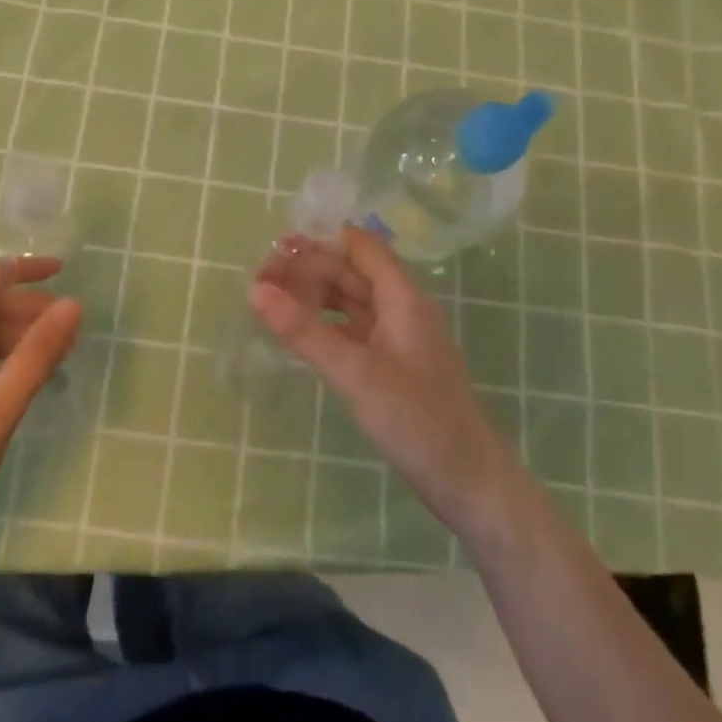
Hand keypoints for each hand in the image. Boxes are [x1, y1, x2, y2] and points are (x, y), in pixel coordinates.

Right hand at [251, 228, 516, 529]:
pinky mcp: (390, 361)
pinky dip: (323, 323)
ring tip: (269, 302)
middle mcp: (401, 306)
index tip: (275, 249)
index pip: (359, 245)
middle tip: (259, 282)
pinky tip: (297, 332)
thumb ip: (304, 331)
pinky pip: (351, 327)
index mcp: (402, 296)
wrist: (466, 481)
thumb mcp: (354, 373)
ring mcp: (396, 335)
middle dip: (307, 269)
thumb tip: (255, 290)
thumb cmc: (416, 420)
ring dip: (312, 295)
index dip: (319, 240)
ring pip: (349, 299)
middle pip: (350, 270)